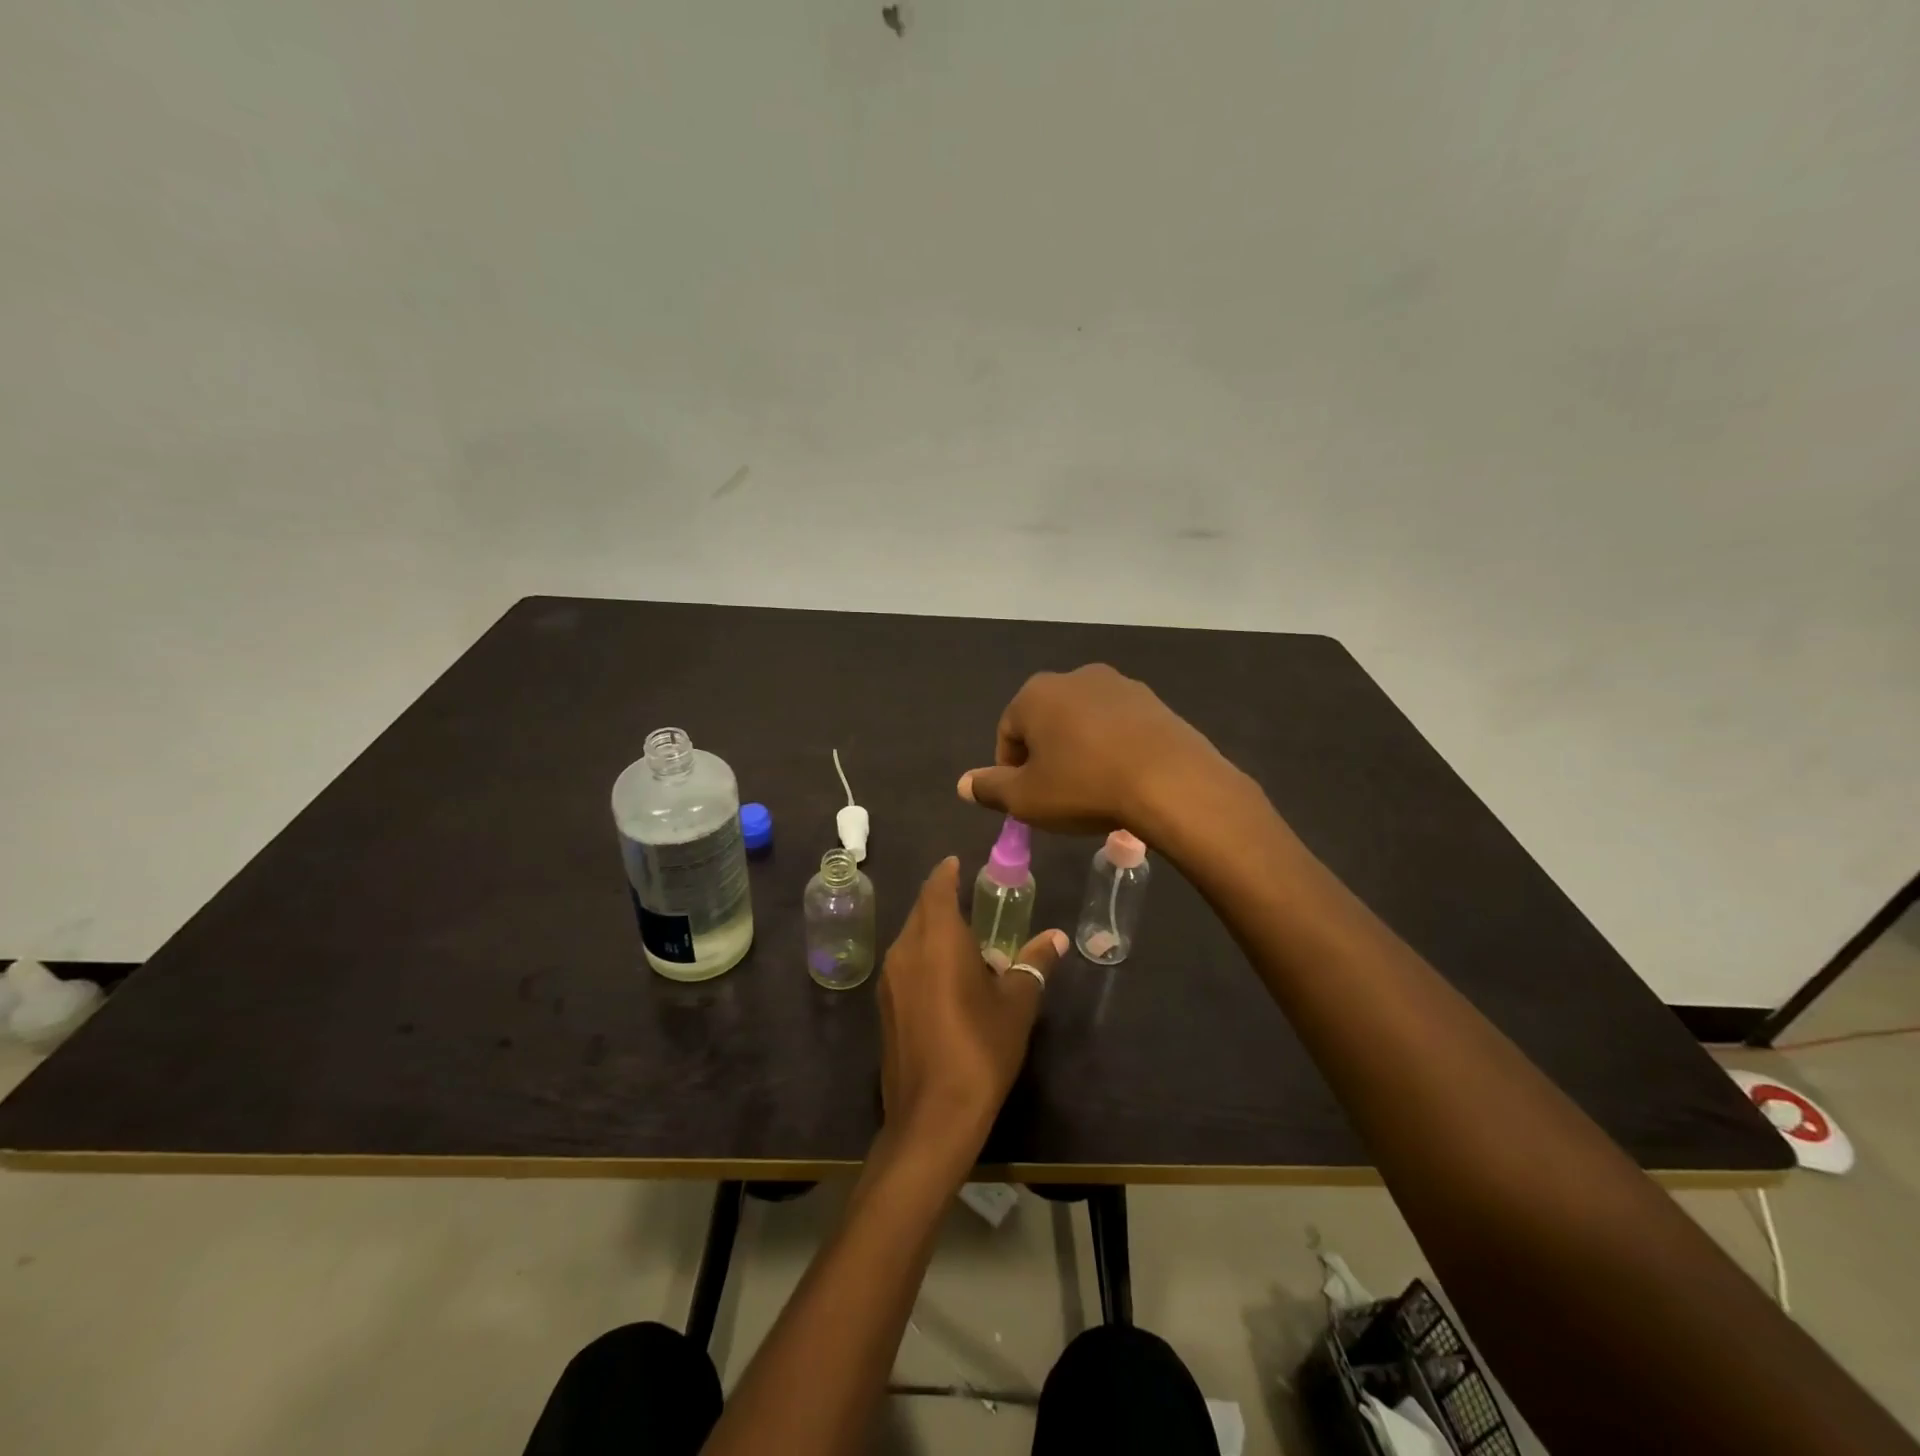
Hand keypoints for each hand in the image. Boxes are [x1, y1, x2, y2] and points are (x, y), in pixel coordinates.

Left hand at [877, 858, 1067, 1164]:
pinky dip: (924, 957)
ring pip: (911, 938)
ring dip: (933, 931)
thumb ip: (1034, 964)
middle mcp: (906, 950)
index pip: (936, 888)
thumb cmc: (980, 1048)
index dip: (947, 872)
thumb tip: (1056, 938)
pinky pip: (905, 964)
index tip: (959, 863)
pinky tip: (948, 979)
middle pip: (921, 910)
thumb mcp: (1017, 1004)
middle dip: (942, 900)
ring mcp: (890, 980)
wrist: (932, 1115)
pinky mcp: (885, 1007)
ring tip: (967, 942)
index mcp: (936, 938)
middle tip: (971, 901)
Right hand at [957, 664, 1228, 837]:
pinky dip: (1113, 747)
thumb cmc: (1084, 786)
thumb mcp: (1026, 799)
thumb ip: (990, 788)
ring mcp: (1118, 685)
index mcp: (1036, 694)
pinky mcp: (1153, 701)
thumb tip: (962, 784)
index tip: (1026, 799)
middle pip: (1046, 721)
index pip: (1007, 731)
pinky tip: (1123, 778)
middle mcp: (1075, 677)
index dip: (1010, 769)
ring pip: (1084, 722)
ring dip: (1080, 750)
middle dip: (1045, 755)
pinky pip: (1119, 726)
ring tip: (1092, 788)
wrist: (1170, 781)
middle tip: (1057, 795)